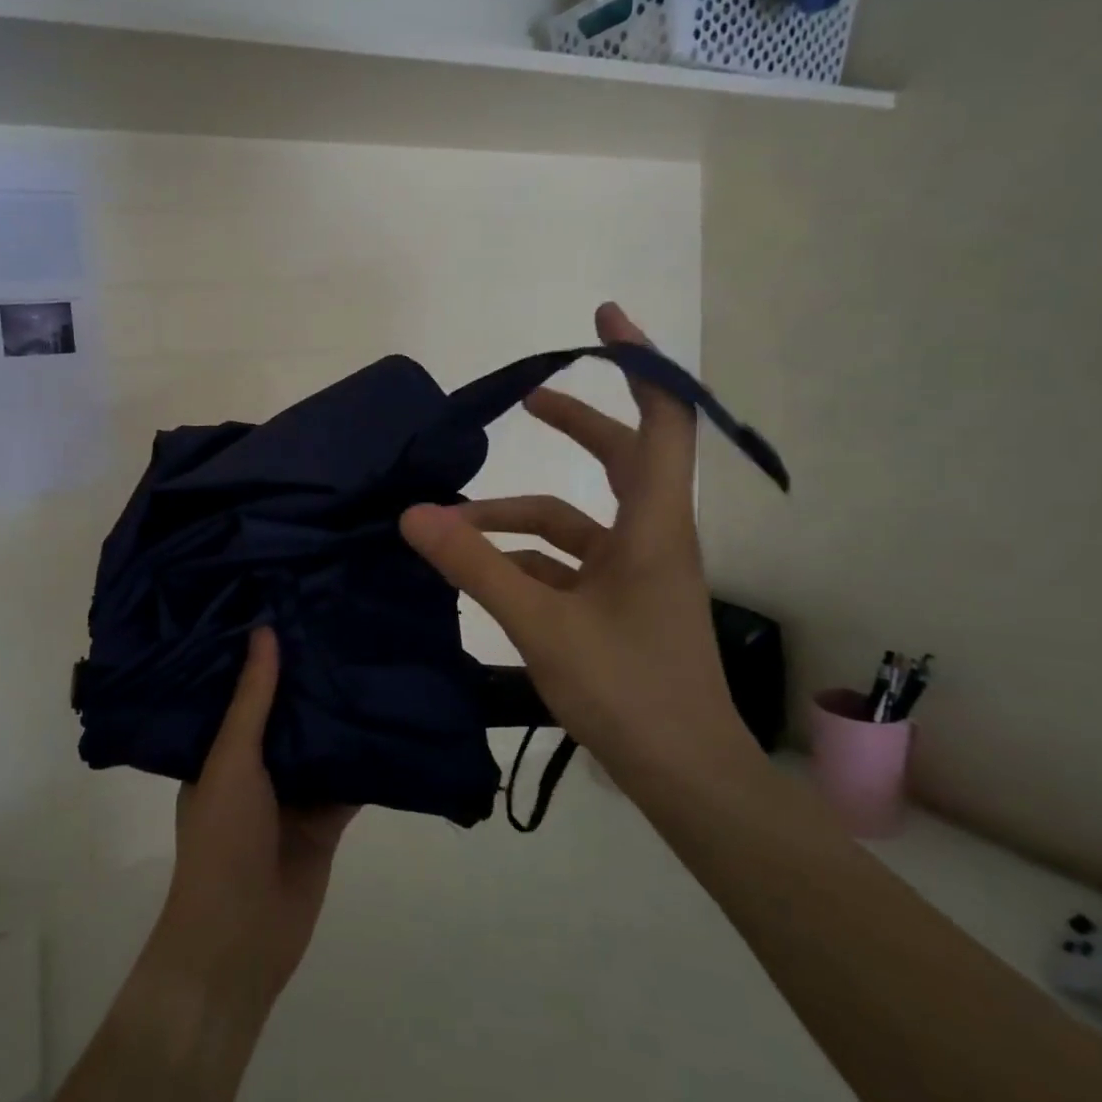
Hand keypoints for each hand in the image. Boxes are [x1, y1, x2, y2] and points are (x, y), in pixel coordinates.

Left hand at [141, 627, 356, 1019]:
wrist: (241, 940)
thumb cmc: (223, 840)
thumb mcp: (231, 760)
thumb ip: (253, 700)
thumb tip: (264, 631)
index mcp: (220, 748)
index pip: (241, 689)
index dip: (261, 654)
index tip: (285, 606)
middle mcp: (255, 765)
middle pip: (287, 713)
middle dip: (308, 679)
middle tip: (337, 622)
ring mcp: (292, 793)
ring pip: (321, 743)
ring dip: (340, 715)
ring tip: (367, 656)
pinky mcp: (326, 821)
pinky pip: (349, 780)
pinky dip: (367, 758)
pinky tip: (392, 718)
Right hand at [400, 302, 759, 787]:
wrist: (687, 779)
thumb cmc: (629, 692)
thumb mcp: (541, 625)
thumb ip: (475, 567)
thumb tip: (414, 515)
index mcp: (655, 527)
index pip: (664, 422)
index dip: (641, 363)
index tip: (605, 321)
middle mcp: (653, 538)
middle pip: (622, 458)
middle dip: (575, 424)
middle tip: (527, 399)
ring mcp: (636, 574)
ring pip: (577, 520)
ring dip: (518, 516)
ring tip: (453, 523)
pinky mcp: (619, 605)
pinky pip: (566, 563)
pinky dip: (523, 558)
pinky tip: (480, 570)